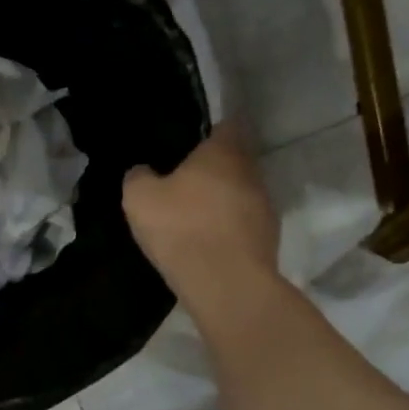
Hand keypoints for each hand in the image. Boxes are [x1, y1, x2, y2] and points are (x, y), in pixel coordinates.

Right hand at [123, 121, 279, 311]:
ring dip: (222, 201)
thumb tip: (143, 171)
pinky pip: (244, 224)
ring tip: (194, 217)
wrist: (225, 284)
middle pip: (234, 161)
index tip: (188, 144)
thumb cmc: (182, 228)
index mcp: (223, 152)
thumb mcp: (139, 198)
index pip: (226, 125)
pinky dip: (228, 228)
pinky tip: (207, 243)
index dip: (208, 132)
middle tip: (183, 183)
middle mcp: (251, 172)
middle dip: (213, 170)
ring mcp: (265, 207)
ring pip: (241, 193)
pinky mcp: (269, 239)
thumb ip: (139, 176)